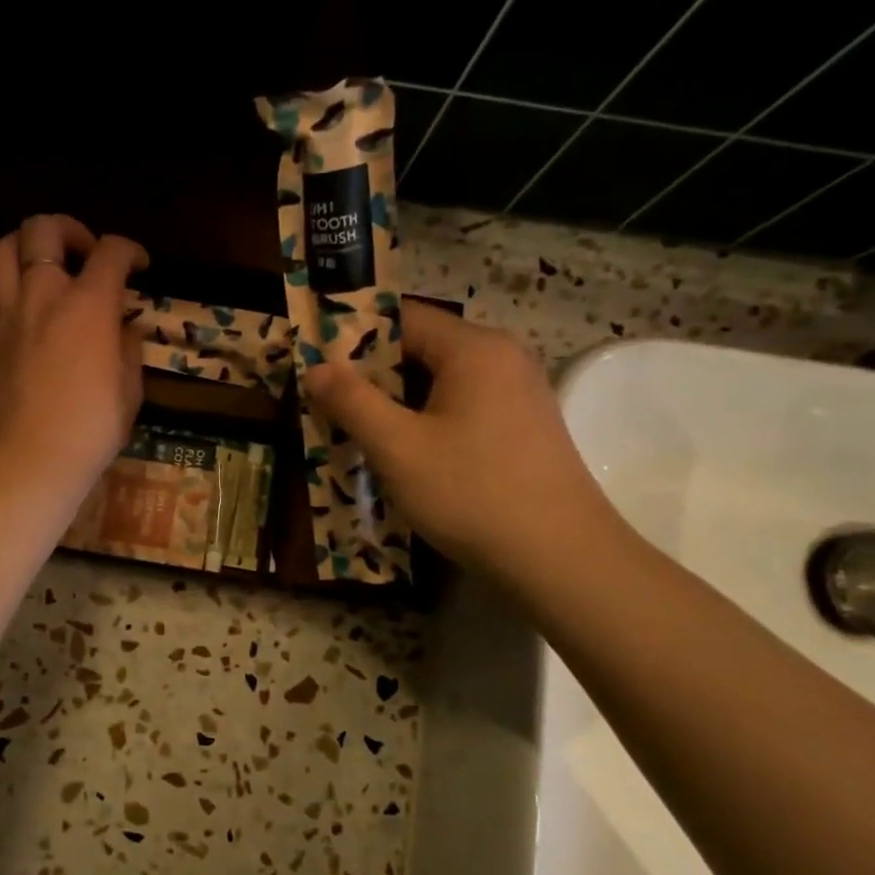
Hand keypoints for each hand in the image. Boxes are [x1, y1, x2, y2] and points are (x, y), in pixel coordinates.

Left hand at [0, 214, 147, 498]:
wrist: (32, 458)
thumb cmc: (92, 428)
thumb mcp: (129, 388)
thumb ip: (128, 347)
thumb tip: (124, 328)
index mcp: (88, 305)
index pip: (111, 252)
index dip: (130, 250)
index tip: (138, 266)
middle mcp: (42, 294)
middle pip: (44, 229)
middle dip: (70, 230)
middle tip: (84, 253)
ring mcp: (5, 312)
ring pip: (2, 248)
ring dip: (26, 246)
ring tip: (41, 267)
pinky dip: (2, 279)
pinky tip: (16, 299)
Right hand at [306, 301, 620, 586]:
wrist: (559, 557)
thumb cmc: (471, 492)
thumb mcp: (398, 447)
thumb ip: (352, 401)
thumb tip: (316, 367)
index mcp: (473, 348)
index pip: (403, 317)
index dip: (353, 336)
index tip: (315, 363)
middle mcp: (502, 357)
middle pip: (423, 347)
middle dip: (372, 374)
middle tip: (328, 402)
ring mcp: (519, 392)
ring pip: (441, 381)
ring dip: (398, 401)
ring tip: (357, 430)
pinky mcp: (523, 426)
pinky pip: (463, 406)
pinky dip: (428, 419)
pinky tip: (405, 453)